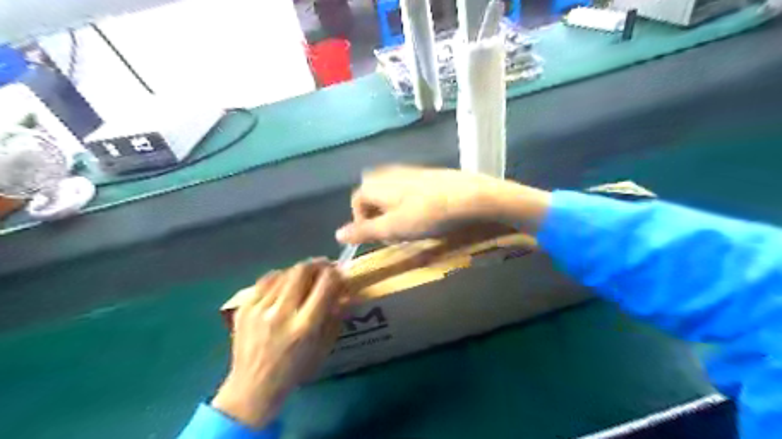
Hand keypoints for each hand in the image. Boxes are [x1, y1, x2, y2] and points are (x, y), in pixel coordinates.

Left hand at [213, 260, 347, 428]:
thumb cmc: (295, 369)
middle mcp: (281, 314)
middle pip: (301, 271)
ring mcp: (259, 310)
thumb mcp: (323, 346)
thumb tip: (344, 290)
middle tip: (323, 267)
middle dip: (317, 264)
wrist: (252, 387)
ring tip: (304, 277)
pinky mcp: (244, 308)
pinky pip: (265, 280)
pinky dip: (279, 277)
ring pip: (284, 273)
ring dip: (299, 271)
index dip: (335, 273)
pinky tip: (284, 283)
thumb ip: (335, 316)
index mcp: (305, 326)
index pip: (325, 285)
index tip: (339, 272)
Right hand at [336, 167, 549, 245]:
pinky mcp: (428, 174)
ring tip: (407, 225)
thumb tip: (337, 234)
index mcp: (377, 184)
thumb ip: (364, 230)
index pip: (357, 200)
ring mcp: (411, 171)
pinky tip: (424, 213)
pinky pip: (408, 188)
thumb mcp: (393, 228)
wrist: (471, 197)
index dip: (360, 220)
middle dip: (376, 212)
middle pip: (372, 193)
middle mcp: (390, 173)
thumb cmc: (428, 214)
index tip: (376, 238)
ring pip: (391, 190)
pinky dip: (408, 202)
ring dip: (392, 208)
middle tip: (390, 230)